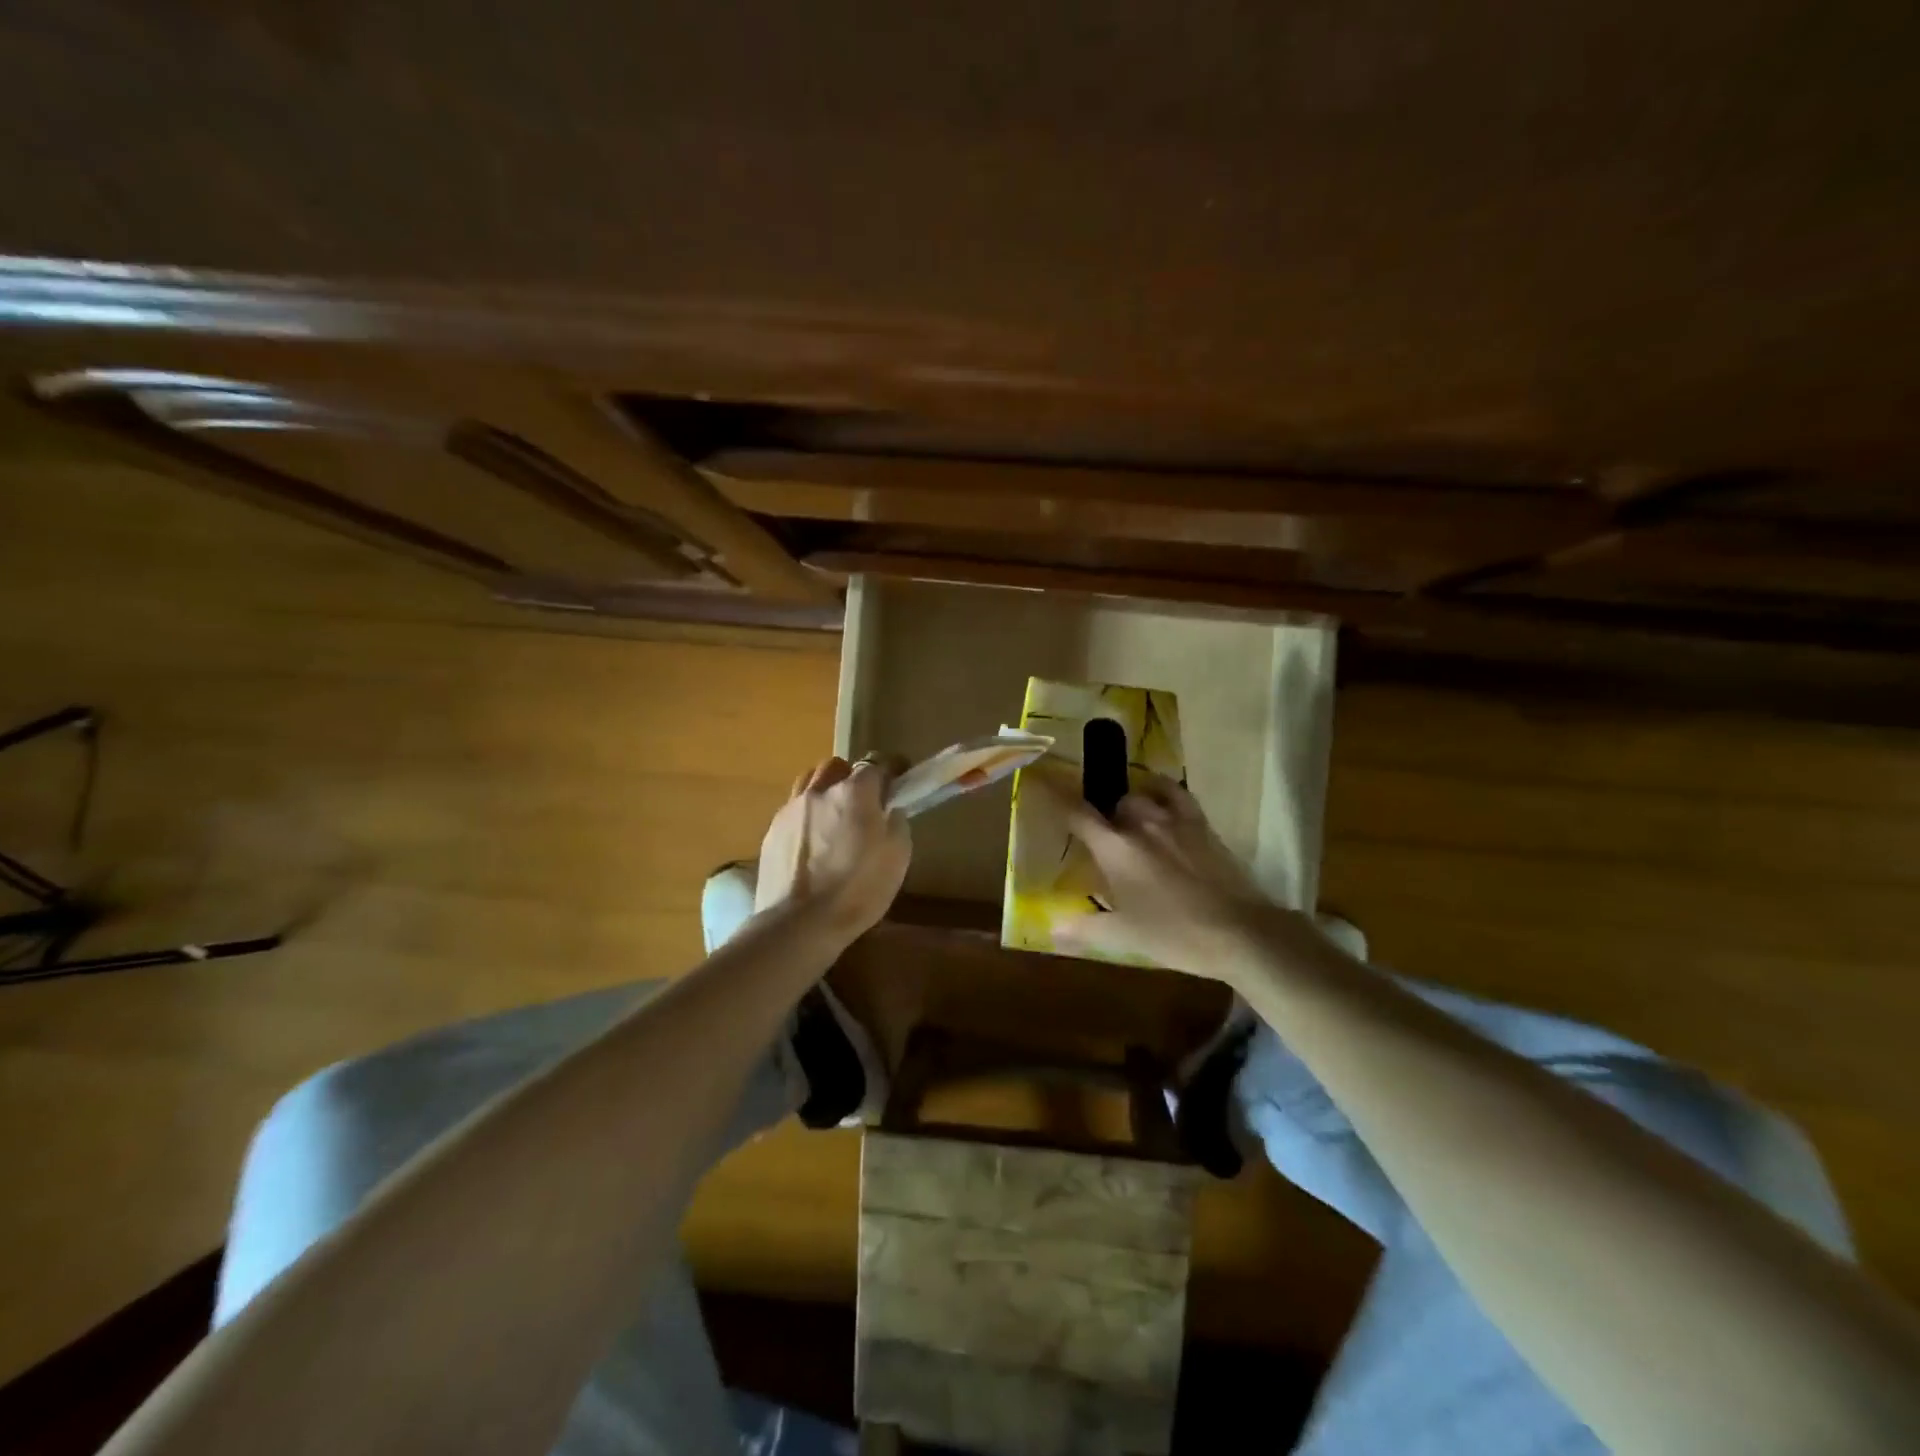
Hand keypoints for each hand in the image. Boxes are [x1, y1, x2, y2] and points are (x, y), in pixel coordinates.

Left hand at [755, 755, 910, 943]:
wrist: (799, 923)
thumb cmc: (858, 890)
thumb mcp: (898, 857)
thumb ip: (896, 823)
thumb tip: (889, 811)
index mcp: (854, 792)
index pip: (876, 764)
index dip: (891, 769)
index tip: (899, 779)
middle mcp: (820, 791)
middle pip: (837, 766)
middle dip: (852, 776)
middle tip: (863, 801)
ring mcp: (791, 809)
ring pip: (810, 782)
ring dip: (825, 790)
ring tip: (834, 815)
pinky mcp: (772, 830)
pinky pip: (794, 809)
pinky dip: (807, 815)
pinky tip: (813, 840)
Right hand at [1043, 772, 1281, 980]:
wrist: (1239, 931)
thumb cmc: (1175, 934)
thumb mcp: (1124, 936)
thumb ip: (1085, 928)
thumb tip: (1052, 929)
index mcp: (1115, 848)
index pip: (1077, 815)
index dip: (1057, 799)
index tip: (1044, 786)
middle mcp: (1140, 824)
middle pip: (1112, 804)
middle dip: (1103, 815)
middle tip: (1102, 839)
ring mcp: (1173, 820)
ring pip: (1142, 796)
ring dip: (1131, 805)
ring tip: (1130, 821)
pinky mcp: (1201, 824)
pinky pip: (1177, 794)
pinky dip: (1163, 791)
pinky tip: (1161, 798)